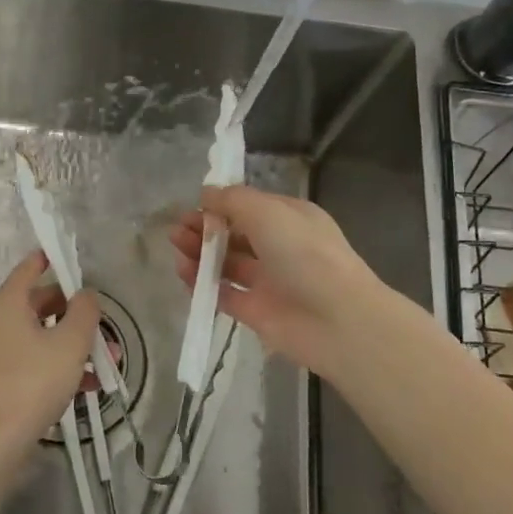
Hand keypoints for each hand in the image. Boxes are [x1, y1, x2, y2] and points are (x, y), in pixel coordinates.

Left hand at [0, 251, 99, 456]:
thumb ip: (84, 312)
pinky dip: (52, 365)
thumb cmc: (33, 382)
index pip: (29, 269)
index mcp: (5, 303)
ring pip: (35, 337)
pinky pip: (26, 360)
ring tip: (103, 363)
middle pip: (36, 305)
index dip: (50, 261)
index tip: (66, 257)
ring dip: (68, 345)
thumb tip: (85, 295)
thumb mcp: (70, 343)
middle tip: (102, 329)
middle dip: (73, 316)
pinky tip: (84, 386)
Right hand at [170, 185, 386, 381]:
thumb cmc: (304, 253)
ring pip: (227, 263)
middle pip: (235, 234)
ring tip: (176, 248)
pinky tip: (184, 273)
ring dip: (200, 253)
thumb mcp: (267, 211)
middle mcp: (280, 247)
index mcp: (290, 218)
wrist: (336, 319)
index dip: (220, 205)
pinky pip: (224, 293)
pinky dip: (203, 284)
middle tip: (176, 229)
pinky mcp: (256, 311)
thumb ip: (232, 200)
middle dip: (205, 229)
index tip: (193, 205)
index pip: (249, 206)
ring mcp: (268, 281)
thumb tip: (206, 194)